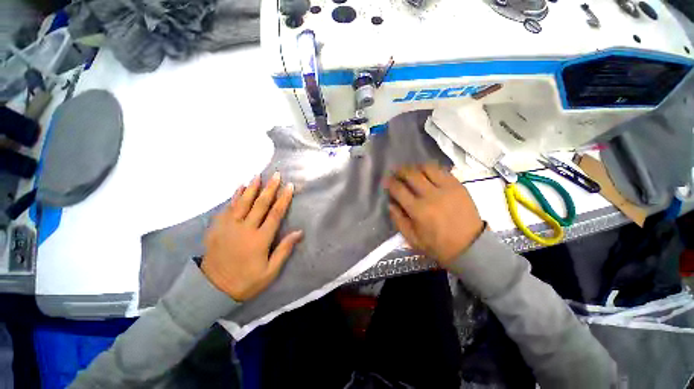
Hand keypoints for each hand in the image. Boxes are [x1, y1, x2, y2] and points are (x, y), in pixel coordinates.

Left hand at [201, 172, 302, 301]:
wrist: (212, 289)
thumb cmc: (246, 281)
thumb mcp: (270, 271)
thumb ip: (284, 250)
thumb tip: (299, 232)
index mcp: (260, 239)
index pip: (275, 214)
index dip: (284, 199)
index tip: (289, 186)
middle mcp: (245, 229)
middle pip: (260, 204)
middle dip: (269, 188)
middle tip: (275, 175)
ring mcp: (229, 227)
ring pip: (243, 202)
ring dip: (252, 188)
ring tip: (258, 176)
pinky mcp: (217, 228)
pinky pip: (227, 208)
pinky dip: (234, 196)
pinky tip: (239, 187)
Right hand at [384, 164, 483, 265]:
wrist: (470, 246)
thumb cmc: (437, 245)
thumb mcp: (412, 238)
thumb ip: (398, 220)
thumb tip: (390, 203)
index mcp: (418, 210)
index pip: (398, 189)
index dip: (390, 182)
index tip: (386, 181)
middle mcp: (431, 195)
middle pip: (411, 174)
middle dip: (400, 171)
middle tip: (396, 172)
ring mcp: (447, 188)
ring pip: (427, 168)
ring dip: (415, 167)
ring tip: (412, 171)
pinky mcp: (458, 186)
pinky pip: (442, 170)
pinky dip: (431, 169)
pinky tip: (427, 173)